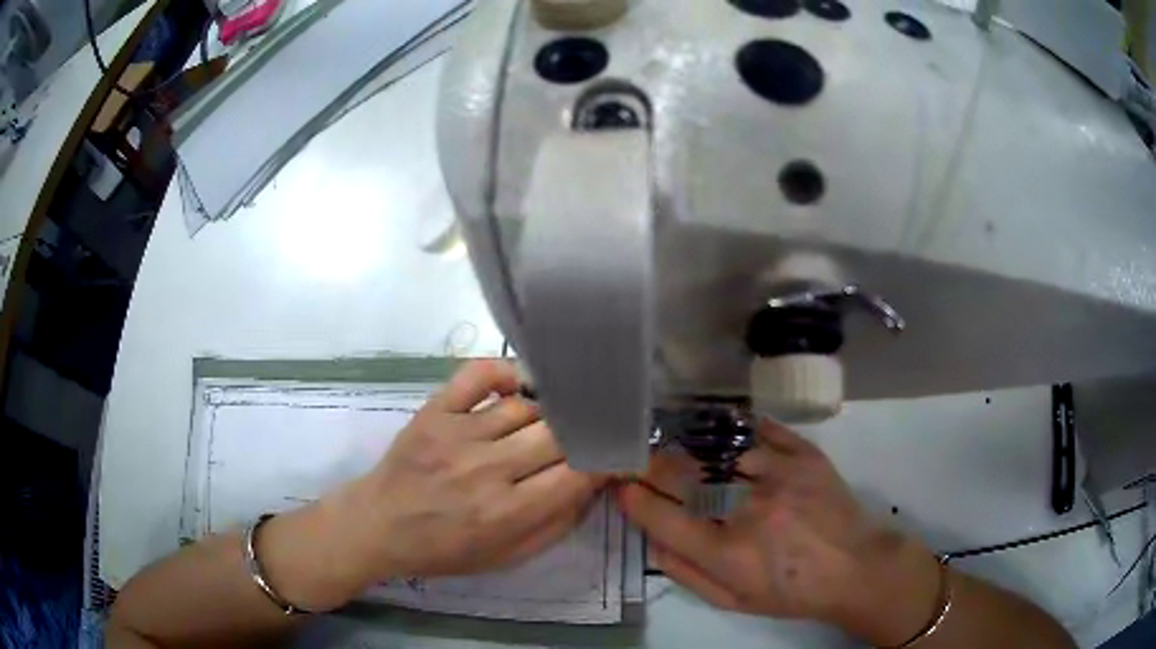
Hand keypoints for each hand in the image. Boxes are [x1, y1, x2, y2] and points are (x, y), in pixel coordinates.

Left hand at [263, 360, 607, 610]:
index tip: (616, 452)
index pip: (577, 473)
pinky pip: (478, 374)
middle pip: (557, 434)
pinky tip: (518, 385)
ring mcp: (457, 433)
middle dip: (582, 433)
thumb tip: (594, 484)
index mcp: (506, 512)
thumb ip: (557, 525)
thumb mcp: (507, 557)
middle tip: (589, 431)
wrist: (379, 525)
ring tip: (551, 419)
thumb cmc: (444, 549)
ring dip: (546, 412)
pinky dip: (505, 372)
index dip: (606, 459)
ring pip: (525, 406)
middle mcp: (486, 468)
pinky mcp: (434, 410)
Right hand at [617, 421, 942, 645]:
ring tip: (671, 440)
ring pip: (716, 448)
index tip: (621, 486)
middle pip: (683, 475)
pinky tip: (717, 430)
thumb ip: (685, 573)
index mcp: (728, 553)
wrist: (856, 567)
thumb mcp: (733, 601)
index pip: (663, 517)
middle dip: (649, 463)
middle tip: (636, 457)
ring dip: (685, 444)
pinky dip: (732, 428)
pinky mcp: (804, 455)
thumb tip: (652, 536)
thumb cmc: (790, 592)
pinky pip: (759, 430)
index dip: (634, 498)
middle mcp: (748, 510)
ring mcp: (779, 476)